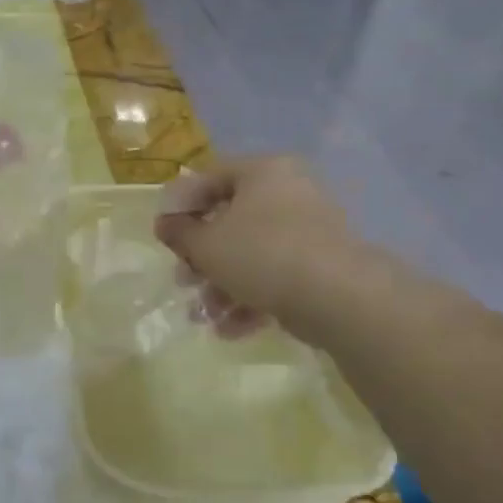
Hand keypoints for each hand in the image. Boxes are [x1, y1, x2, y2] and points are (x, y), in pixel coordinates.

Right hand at [154, 157, 372, 346]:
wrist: (338, 297)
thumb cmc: (262, 255)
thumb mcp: (206, 244)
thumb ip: (179, 233)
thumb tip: (164, 223)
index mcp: (263, 172)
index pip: (210, 179)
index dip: (180, 207)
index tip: (163, 236)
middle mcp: (289, 193)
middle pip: (230, 221)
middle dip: (201, 258)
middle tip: (183, 280)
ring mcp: (309, 231)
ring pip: (251, 254)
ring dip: (221, 285)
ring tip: (205, 316)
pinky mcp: (320, 266)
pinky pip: (275, 276)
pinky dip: (250, 299)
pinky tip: (230, 329)